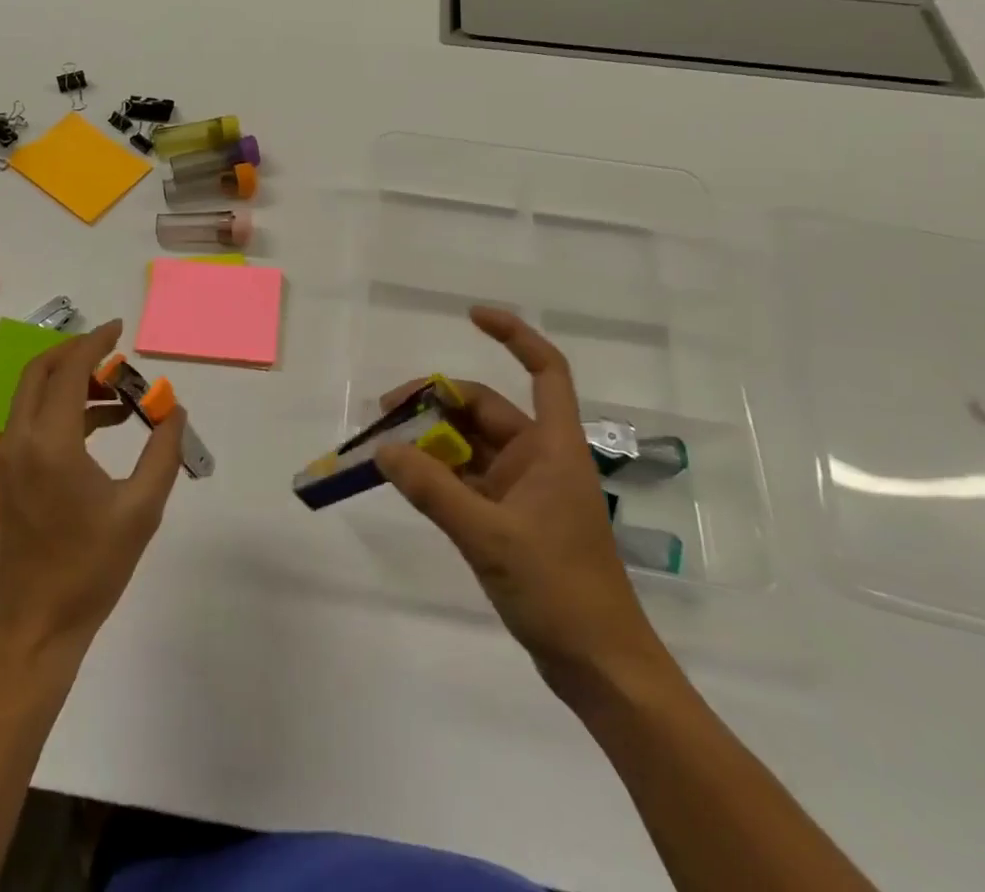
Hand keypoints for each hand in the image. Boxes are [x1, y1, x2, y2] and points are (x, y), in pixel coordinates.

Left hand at [0, 320, 185, 660]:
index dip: (95, 343)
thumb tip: (175, 412)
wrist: (34, 629)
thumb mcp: (141, 508)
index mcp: (49, 443)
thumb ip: (163, 452)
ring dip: (72, 382)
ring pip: (35, 396)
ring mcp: (9, 459)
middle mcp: (20, 441)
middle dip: (77, 353)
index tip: (121, 328)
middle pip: (40, 372)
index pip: (68, 370)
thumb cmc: (90, 569)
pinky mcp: (9, 475)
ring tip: (121, 394)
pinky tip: (103, 425)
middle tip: (115, 352)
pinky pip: (35, 421)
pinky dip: (65, 409)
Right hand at [375, 306, 667, 697]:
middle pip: (487, 408)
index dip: (514, 335)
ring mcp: (526, 490)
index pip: (545, 371)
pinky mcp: (513, 519)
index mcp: (554, 447)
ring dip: (432, 443)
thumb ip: (432, 490)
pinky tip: (406, 480)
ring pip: (472, 446)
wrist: (601, 668)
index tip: (471, 316)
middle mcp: (540, 458)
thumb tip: (383, 449)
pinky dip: (438, 475)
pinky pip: (468, 480)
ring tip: (384, 447)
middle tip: (386, 414)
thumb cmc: (559, 591)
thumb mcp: (488, 537)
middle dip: (438, 403)